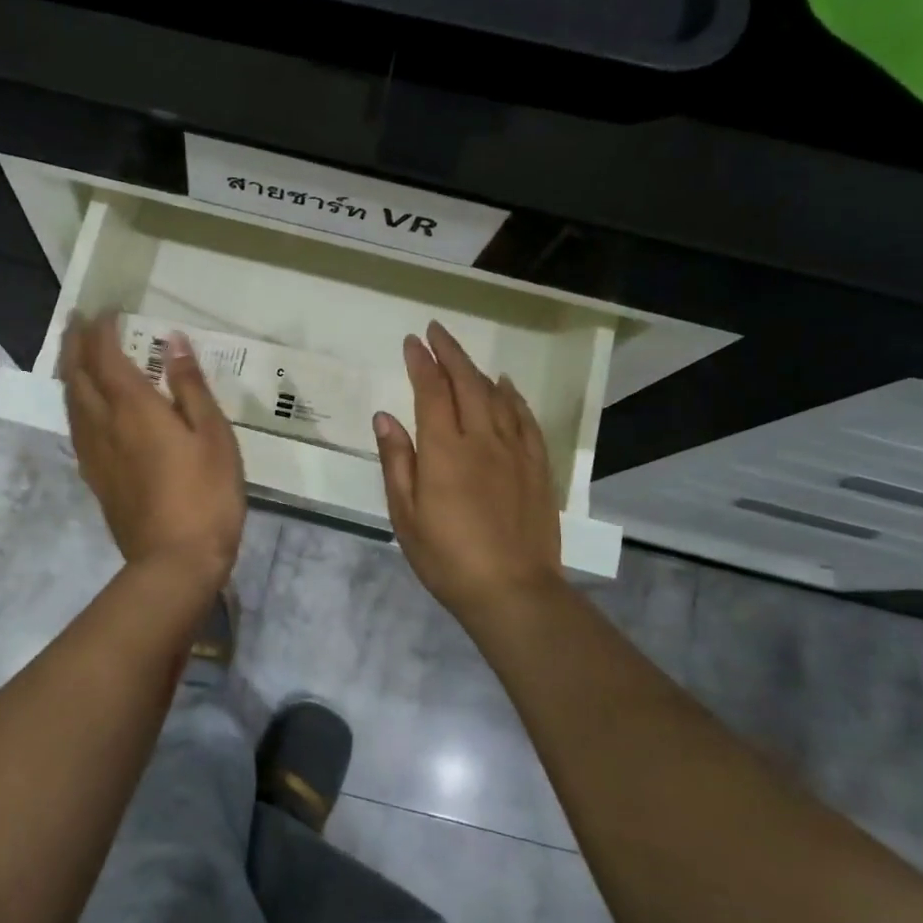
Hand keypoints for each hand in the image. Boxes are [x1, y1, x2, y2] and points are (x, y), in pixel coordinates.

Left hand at [61, 312, 245, 585]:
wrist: (175, 561)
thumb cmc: (205, 494)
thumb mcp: (213, 435)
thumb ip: (190, 387)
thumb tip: (173, 342)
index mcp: (133, 408)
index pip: (106, 357)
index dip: (101, 330)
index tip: (104, 310)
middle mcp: (104, 425)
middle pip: (77, 375)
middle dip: (74, 344)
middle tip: (77, 321)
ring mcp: (94, 454)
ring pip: (70, 402)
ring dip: (69, 371)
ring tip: (73, 354)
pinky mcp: (96, 479)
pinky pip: (76, 429)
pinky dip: (74, 404)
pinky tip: (83, 408)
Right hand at [373, 321, 562, 625]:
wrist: (512, 591)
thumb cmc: (447, 557)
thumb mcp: (406, 514)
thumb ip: (396, 461)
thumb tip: (385, 417)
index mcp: (444, 451)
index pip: (431, 392)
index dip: (421, 363)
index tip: (412, 342)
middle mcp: (481, 440)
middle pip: (467, 383)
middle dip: (450, 353)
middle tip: (436, 332)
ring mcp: (514, 452)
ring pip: (497, 397)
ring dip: (478, 371)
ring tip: (463, 357)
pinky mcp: (537, 468)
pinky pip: (525, 420)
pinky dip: (513, 397)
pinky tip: (507, 388)